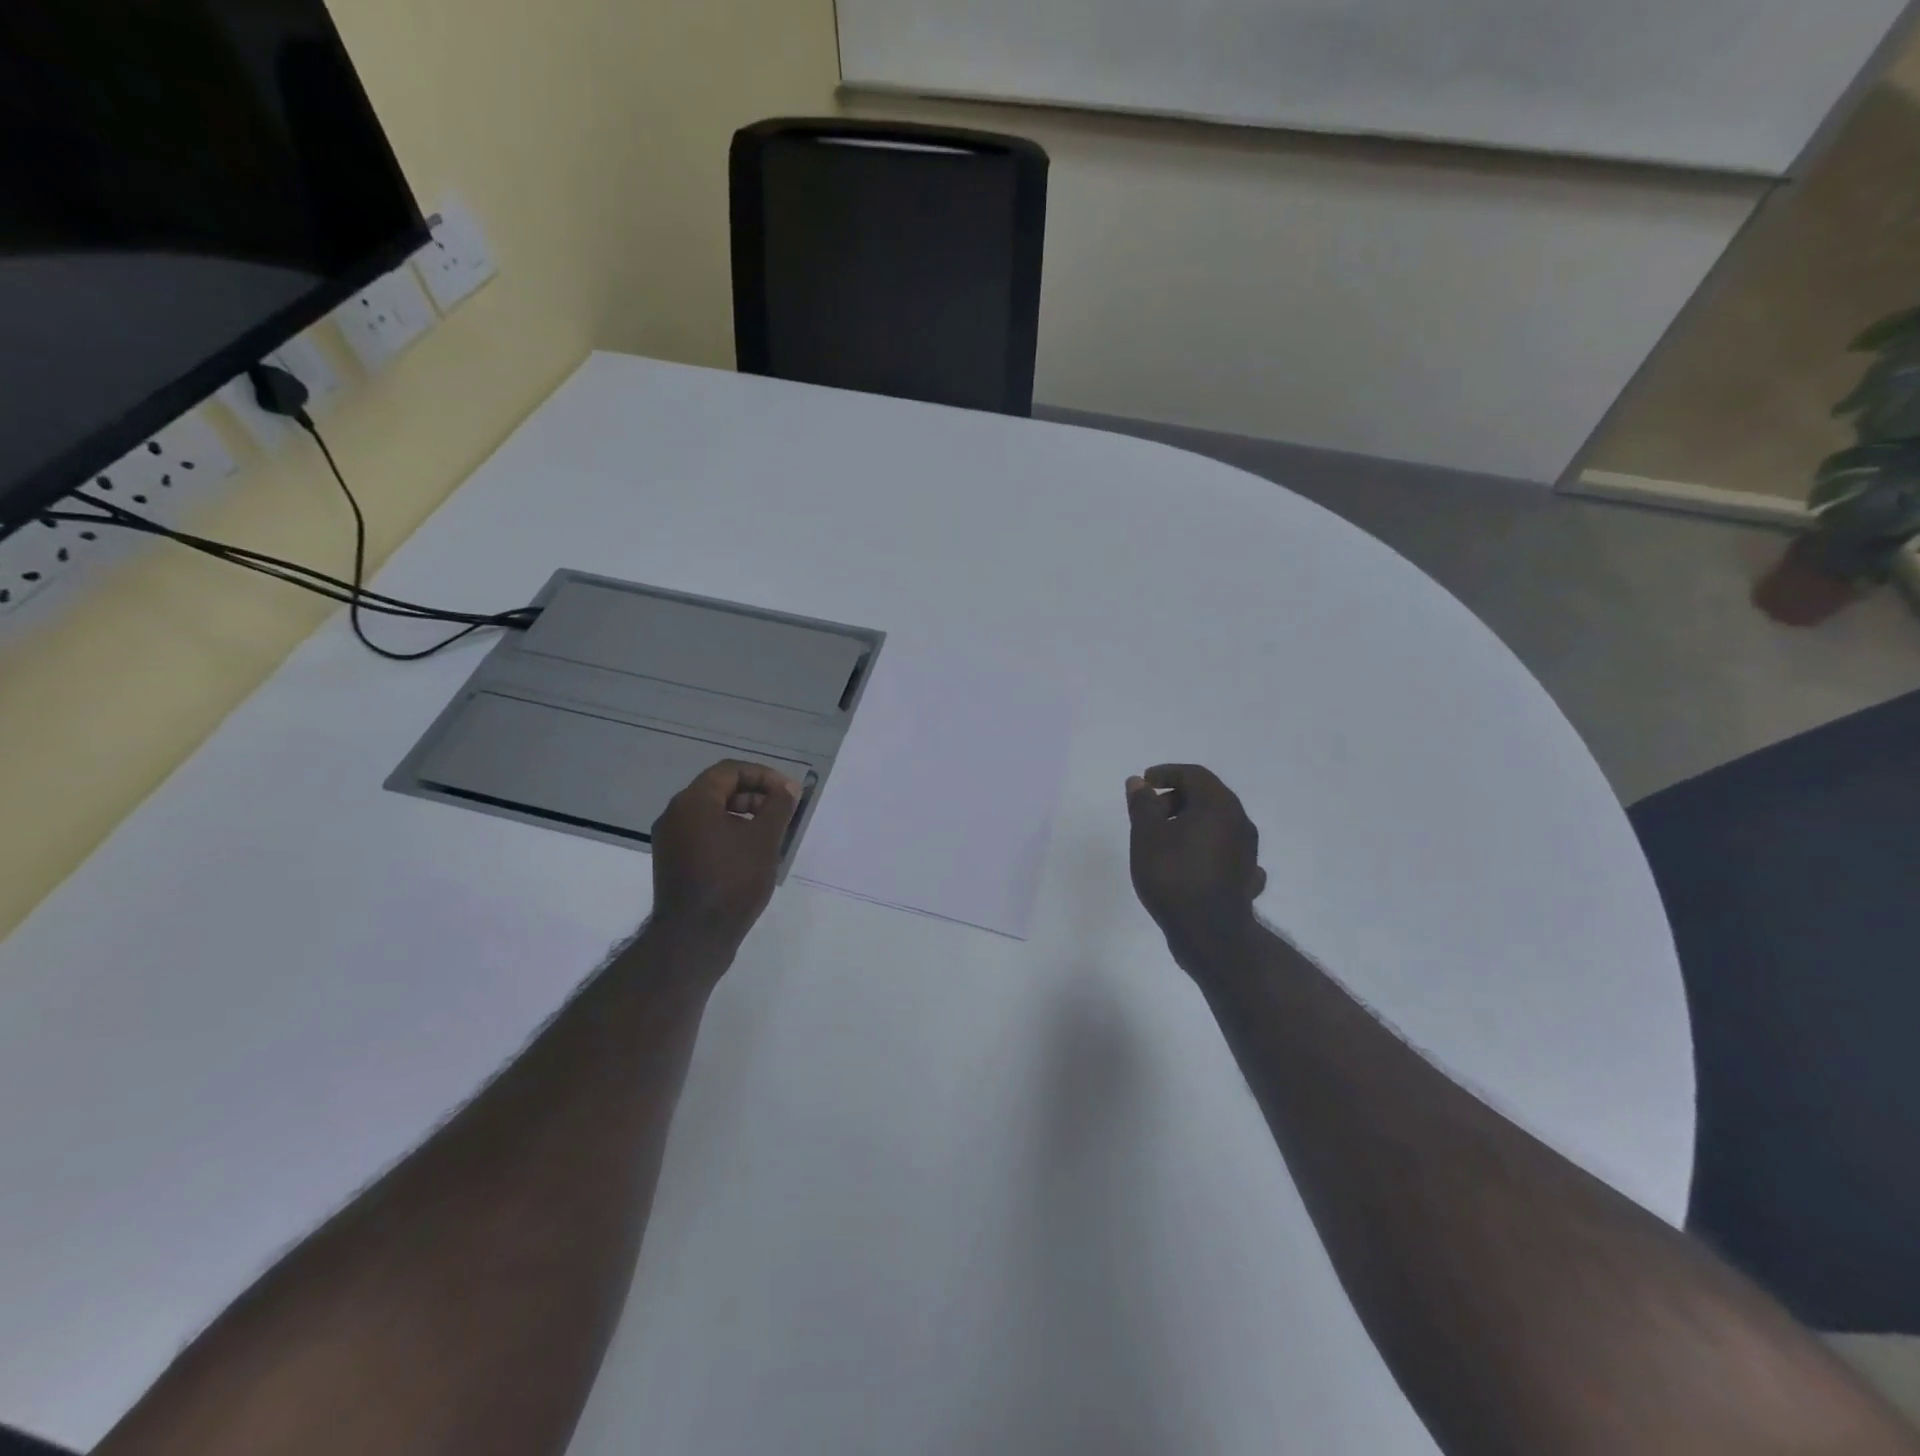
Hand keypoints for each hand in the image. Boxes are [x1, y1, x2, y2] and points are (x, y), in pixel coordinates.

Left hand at [650, 761, 801, 946]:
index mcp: (692, 802)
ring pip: (710, 813)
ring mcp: (669, 840)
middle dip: (754, 795)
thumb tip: (787, 788)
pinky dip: (727, 834)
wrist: (694, 937)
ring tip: (770, 834)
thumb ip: (778, 807)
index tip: (788, 792)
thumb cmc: (732, 881)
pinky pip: (702, 834)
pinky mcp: (672, 862)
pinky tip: (749, 854)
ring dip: (742, 816)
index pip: (729, 771)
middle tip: (782, 812)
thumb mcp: (764, 839)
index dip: (763, 776)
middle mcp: (675, 814)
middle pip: (718, 790)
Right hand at [1127, 765, 1267, 961]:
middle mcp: (1240, 822)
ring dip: (1191, 822)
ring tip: (1164, 839)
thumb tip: (1139, 783)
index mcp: (1219, 805)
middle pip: (1208, 797)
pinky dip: (1206, 848)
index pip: (1194, 774)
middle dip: (1176, 798)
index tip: (1144, 783)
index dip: (1166, 773)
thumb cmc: (1173, 876)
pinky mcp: (1246, 875)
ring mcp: (1248, 850)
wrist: (1209, 933)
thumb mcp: (1147, 835)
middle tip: (1149, 812)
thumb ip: (1142, 804)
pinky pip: (1224, 851)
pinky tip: (1193, 861)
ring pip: (1217, 824)